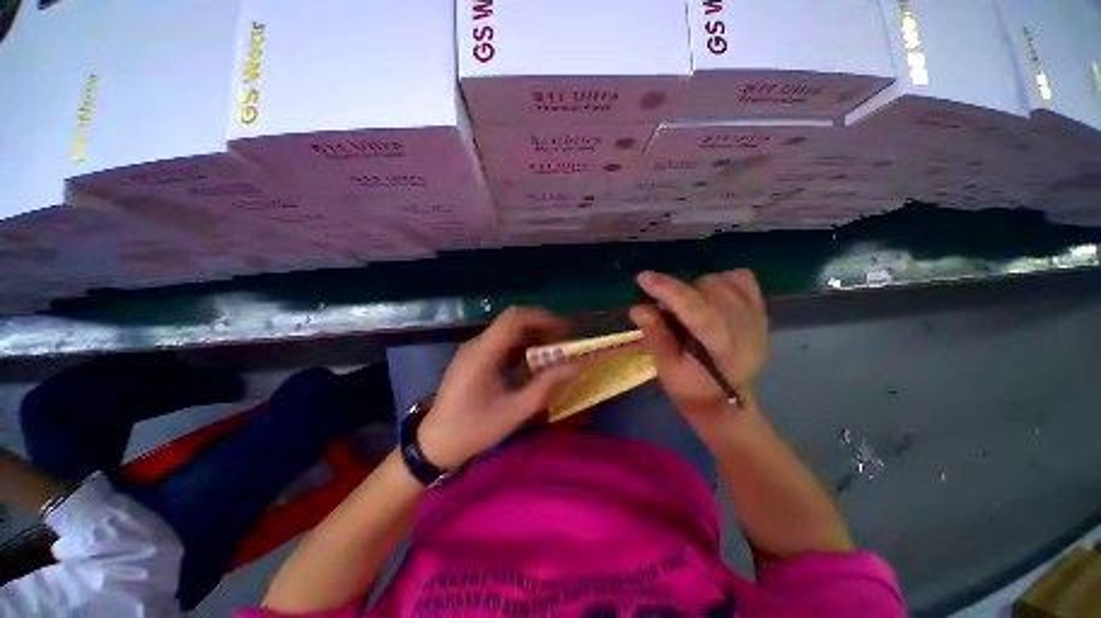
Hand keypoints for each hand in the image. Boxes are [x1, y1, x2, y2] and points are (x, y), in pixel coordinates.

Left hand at [417, 308, 577, 468]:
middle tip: (562, 343)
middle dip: (541, 327)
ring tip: (552, 353)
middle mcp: (477, 344)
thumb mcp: (514, 411)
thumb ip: (546, 386)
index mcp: (483, 352)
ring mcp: (474, 350)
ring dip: (532, 337)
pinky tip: (532, 364)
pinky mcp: (474, 358)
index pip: (514, 318)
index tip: (564, 331)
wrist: (434, 444)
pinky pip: (501, 343)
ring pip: (508, 331)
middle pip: (513, 321)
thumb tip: (575, 366)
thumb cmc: (474, 429)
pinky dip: (521, 347)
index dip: (542, 318)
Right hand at [630, 270, 768, 421]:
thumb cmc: (691, 388)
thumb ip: (655, 335)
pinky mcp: (760, 312)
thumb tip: (637, 307)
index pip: (698, 312)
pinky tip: (709, 296)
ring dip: (696, 287)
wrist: (726, 401)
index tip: (643, 278)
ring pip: (722, 281)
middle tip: (663, 307)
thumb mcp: (667, 368)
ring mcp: (756, 319)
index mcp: (721, 349)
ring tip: (686, 305)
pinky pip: (742, 279)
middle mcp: (745, 330)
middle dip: (678, 291)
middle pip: (709, 290)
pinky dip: (721, 281)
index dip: (670, 291)